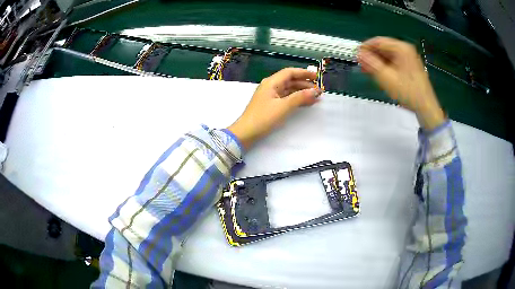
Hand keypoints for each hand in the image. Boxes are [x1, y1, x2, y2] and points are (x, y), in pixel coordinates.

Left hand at [228, 68, 321, 149]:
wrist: (246, 133)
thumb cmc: (263, 118)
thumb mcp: (283, 107)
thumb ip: (300, 98)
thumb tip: (315, 91)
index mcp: (271, 82)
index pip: (290, 72)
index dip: (304, 73)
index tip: (317, 77)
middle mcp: (271, 86)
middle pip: (290, 80)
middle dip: (305, 84)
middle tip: (319, 90)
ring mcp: (270, 96)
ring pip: (289, 90)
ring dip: (302, 92)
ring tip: (315, 97)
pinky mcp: (271, 105)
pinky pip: (286, 98)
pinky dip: (296, 99)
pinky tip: (306, 103)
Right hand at [358, 37, 444, 130]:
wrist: (426, 106)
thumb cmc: (407, 91)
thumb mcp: (386, 77)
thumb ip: (371, 63)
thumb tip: (359, 54)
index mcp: (401, 48)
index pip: (378, 41)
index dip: (365, 47)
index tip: (356, 55)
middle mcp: (405, 49)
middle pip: (384, 47)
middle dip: (372, 56)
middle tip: (362, 65)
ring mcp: (409, 57)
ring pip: (388, 55)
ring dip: (378, 62)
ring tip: (369, 71)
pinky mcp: (410, 66)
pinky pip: (394, 61)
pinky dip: (386, 66)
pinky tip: (381, 74)